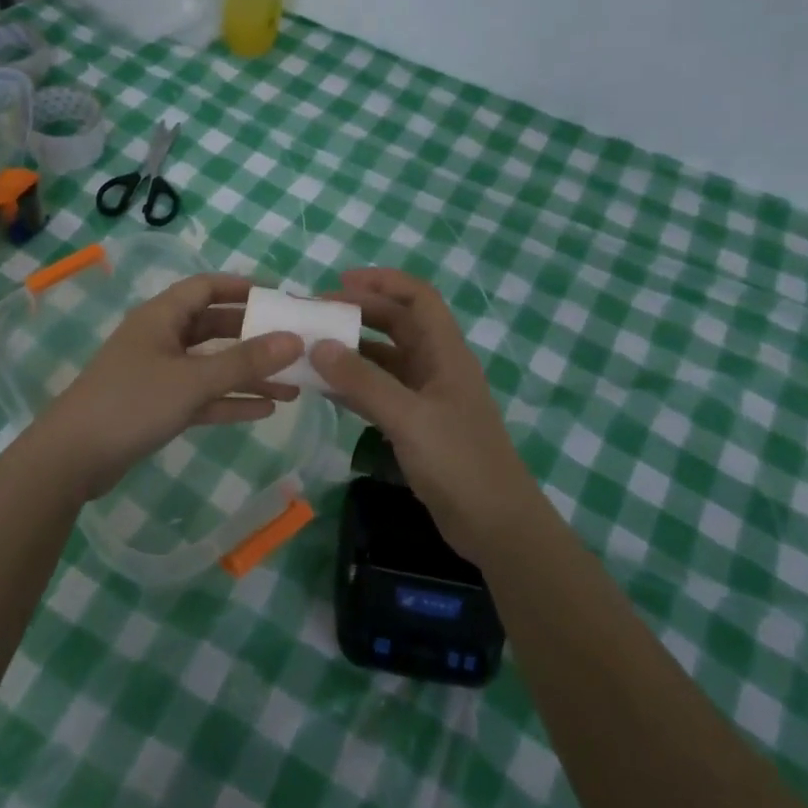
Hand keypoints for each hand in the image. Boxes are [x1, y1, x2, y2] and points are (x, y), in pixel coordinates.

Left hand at [30, 274, 303, 501]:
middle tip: (294, 344)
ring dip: (248, 374)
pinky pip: (202, 395)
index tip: (281, 297)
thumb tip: (294, 340)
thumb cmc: (132, 403)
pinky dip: (230, 400)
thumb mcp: (193, 380)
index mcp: (162, 316)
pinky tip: (265, 410)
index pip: (207, 287)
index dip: (243, 287)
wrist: (72, 458)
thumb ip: (245, 361)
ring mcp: (158, 373)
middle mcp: (161, 338)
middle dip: (254, 336)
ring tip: (294, 386)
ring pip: (212, 365)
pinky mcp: (157, 405)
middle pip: (214, 327)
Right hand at [310, 268, 537, 560]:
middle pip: (397, 324)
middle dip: (358, 313)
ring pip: (384, 359)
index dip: (383, 282)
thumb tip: (318, 346)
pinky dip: (353, 385)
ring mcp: (426, 397)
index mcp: (446, 353)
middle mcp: (436, 367)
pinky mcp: (416, 425)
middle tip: (314, 315)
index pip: (418, 298)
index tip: (340, 282)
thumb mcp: (410, 418)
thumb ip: (363, 382)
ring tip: (310, 348)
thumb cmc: (460, 463)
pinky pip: (379, 392)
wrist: (496, 526)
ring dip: (351, 350)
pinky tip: (323, 388)